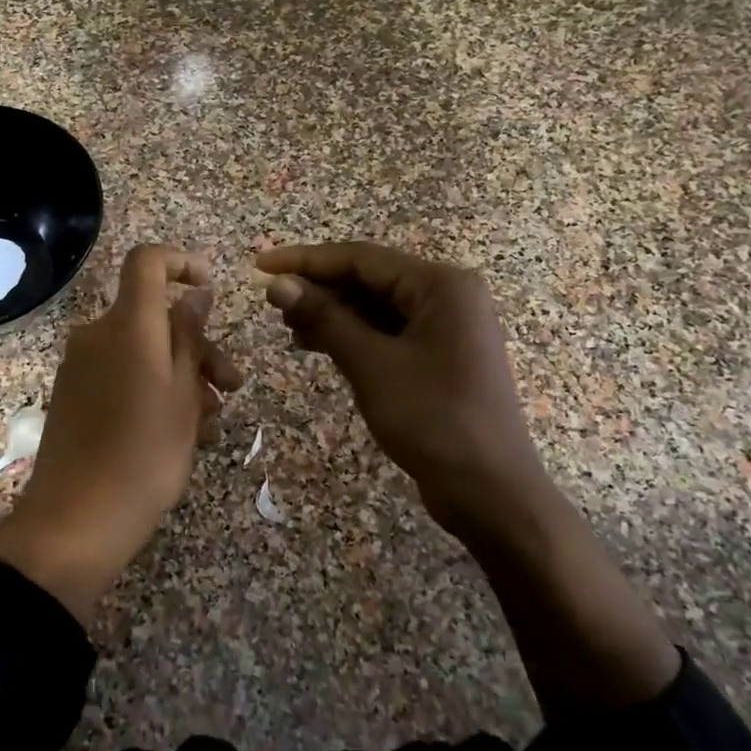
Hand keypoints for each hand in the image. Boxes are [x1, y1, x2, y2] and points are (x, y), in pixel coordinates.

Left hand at [0, 245, 240, 622]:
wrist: (75, 520)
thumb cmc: (144, 455)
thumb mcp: (183, 395)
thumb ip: (189, 336)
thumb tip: (194, 292)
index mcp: (127, 325)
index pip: (146, 262)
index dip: (181, 262)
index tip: (209, 287)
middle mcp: (97, 334)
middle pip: (154, 316)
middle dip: (198, 345)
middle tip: (233, 386)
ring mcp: (81, 366)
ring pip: (143, 352)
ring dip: (182, 376)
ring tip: (210, 424)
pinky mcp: (74, 394)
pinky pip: (122, 375)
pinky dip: (153, 391)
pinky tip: (180, 434)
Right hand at [256, 242, 550, 541]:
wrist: (490, 492)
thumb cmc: (434, 420)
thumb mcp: (372, 365)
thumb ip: (324, 318)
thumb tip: (277, 284)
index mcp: (441, 285)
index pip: (361, 258)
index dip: (306, 261)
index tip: (261, 266)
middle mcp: (447, 295)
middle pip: (369, 278)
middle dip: (319, 289)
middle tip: (271, 304)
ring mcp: (446, 326)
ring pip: (376, 305)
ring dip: (332, 313)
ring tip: (288, 327)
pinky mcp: (439, 355)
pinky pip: (387, 330)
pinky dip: (352, 335)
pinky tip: (317, 345)